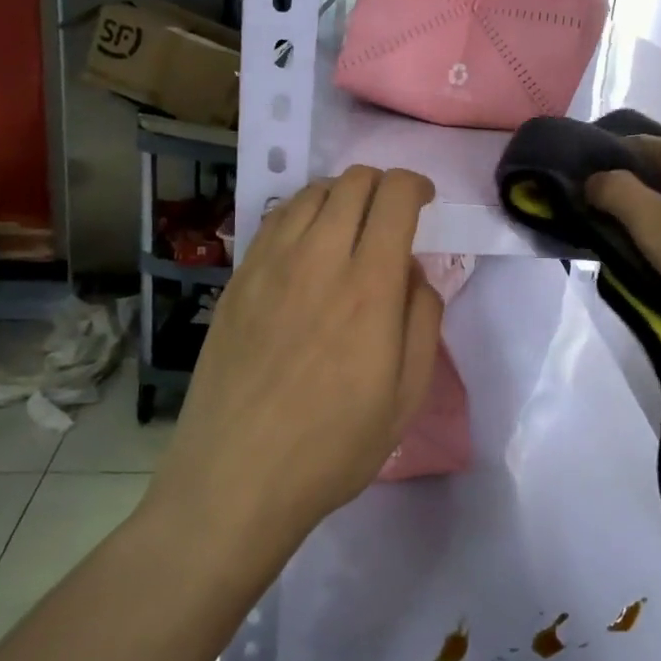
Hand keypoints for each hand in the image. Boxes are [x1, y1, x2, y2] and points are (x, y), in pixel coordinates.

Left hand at [150, 167, 442, 549]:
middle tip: (391, 217)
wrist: (236, 478)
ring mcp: (270, 264)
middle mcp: (318, 258)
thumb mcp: (407, 395)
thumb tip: (413, 270)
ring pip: (311, 193)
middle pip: (352, 181)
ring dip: (341, 196)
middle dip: (382, 185)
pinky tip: (306, 248)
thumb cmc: (333, 445)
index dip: (414, 184)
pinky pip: (275, 220)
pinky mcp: (238, 279)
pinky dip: (302, 214)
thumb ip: (422, 318)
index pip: (393, 195)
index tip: (424, 202)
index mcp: (368, 285)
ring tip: (349, 229)